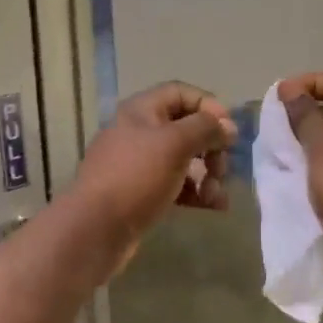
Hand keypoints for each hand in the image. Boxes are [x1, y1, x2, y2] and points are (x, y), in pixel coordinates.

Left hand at [70, 82, 235, 268]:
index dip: (208, 106)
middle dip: (211, 146)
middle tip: (222, 168)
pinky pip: (176, 184)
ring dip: (208, 174)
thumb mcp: (175, 144)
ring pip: (184, 159)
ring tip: (217, 195)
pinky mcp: (141, 192)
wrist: (94, 229)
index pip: (181, 93)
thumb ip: (206, 128)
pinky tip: (213, 206)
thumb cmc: (136, 177)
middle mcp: (139, 132)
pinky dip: (196, 192)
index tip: (228, 131)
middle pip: (186, 128)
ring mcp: (139, 164)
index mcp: (141, 110)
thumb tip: (228, 127)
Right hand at [277, 72, 322, 276]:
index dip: (312, 81)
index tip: (281, 94)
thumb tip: (291, 89)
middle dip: (309, 111)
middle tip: (277, 119)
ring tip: (281, 144)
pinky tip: (298, 171)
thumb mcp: (322, 147)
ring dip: (312, 138)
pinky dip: (320, 162)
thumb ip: (305, 116)